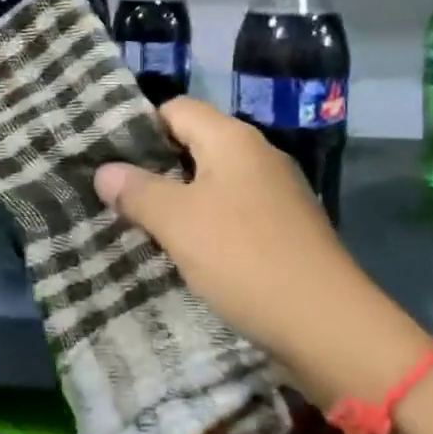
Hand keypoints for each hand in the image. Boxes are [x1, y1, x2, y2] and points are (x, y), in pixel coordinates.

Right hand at [93, 99, 428, 405]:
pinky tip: (182, 248)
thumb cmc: (245, 258)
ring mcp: (275, 192)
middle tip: (114, 190)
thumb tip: (104, 170)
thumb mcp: (179, 222)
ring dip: (177, 197)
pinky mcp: (283, 227)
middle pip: (194, 142)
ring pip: (212, 180)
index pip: (176, 108)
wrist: (328, 324)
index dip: (139, 125)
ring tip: (138, 221)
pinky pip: (232, 210)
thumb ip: (138, 191)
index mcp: (233, 139)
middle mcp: (257, 155)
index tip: (105, 154)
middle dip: (153, 166)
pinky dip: (204, 221)